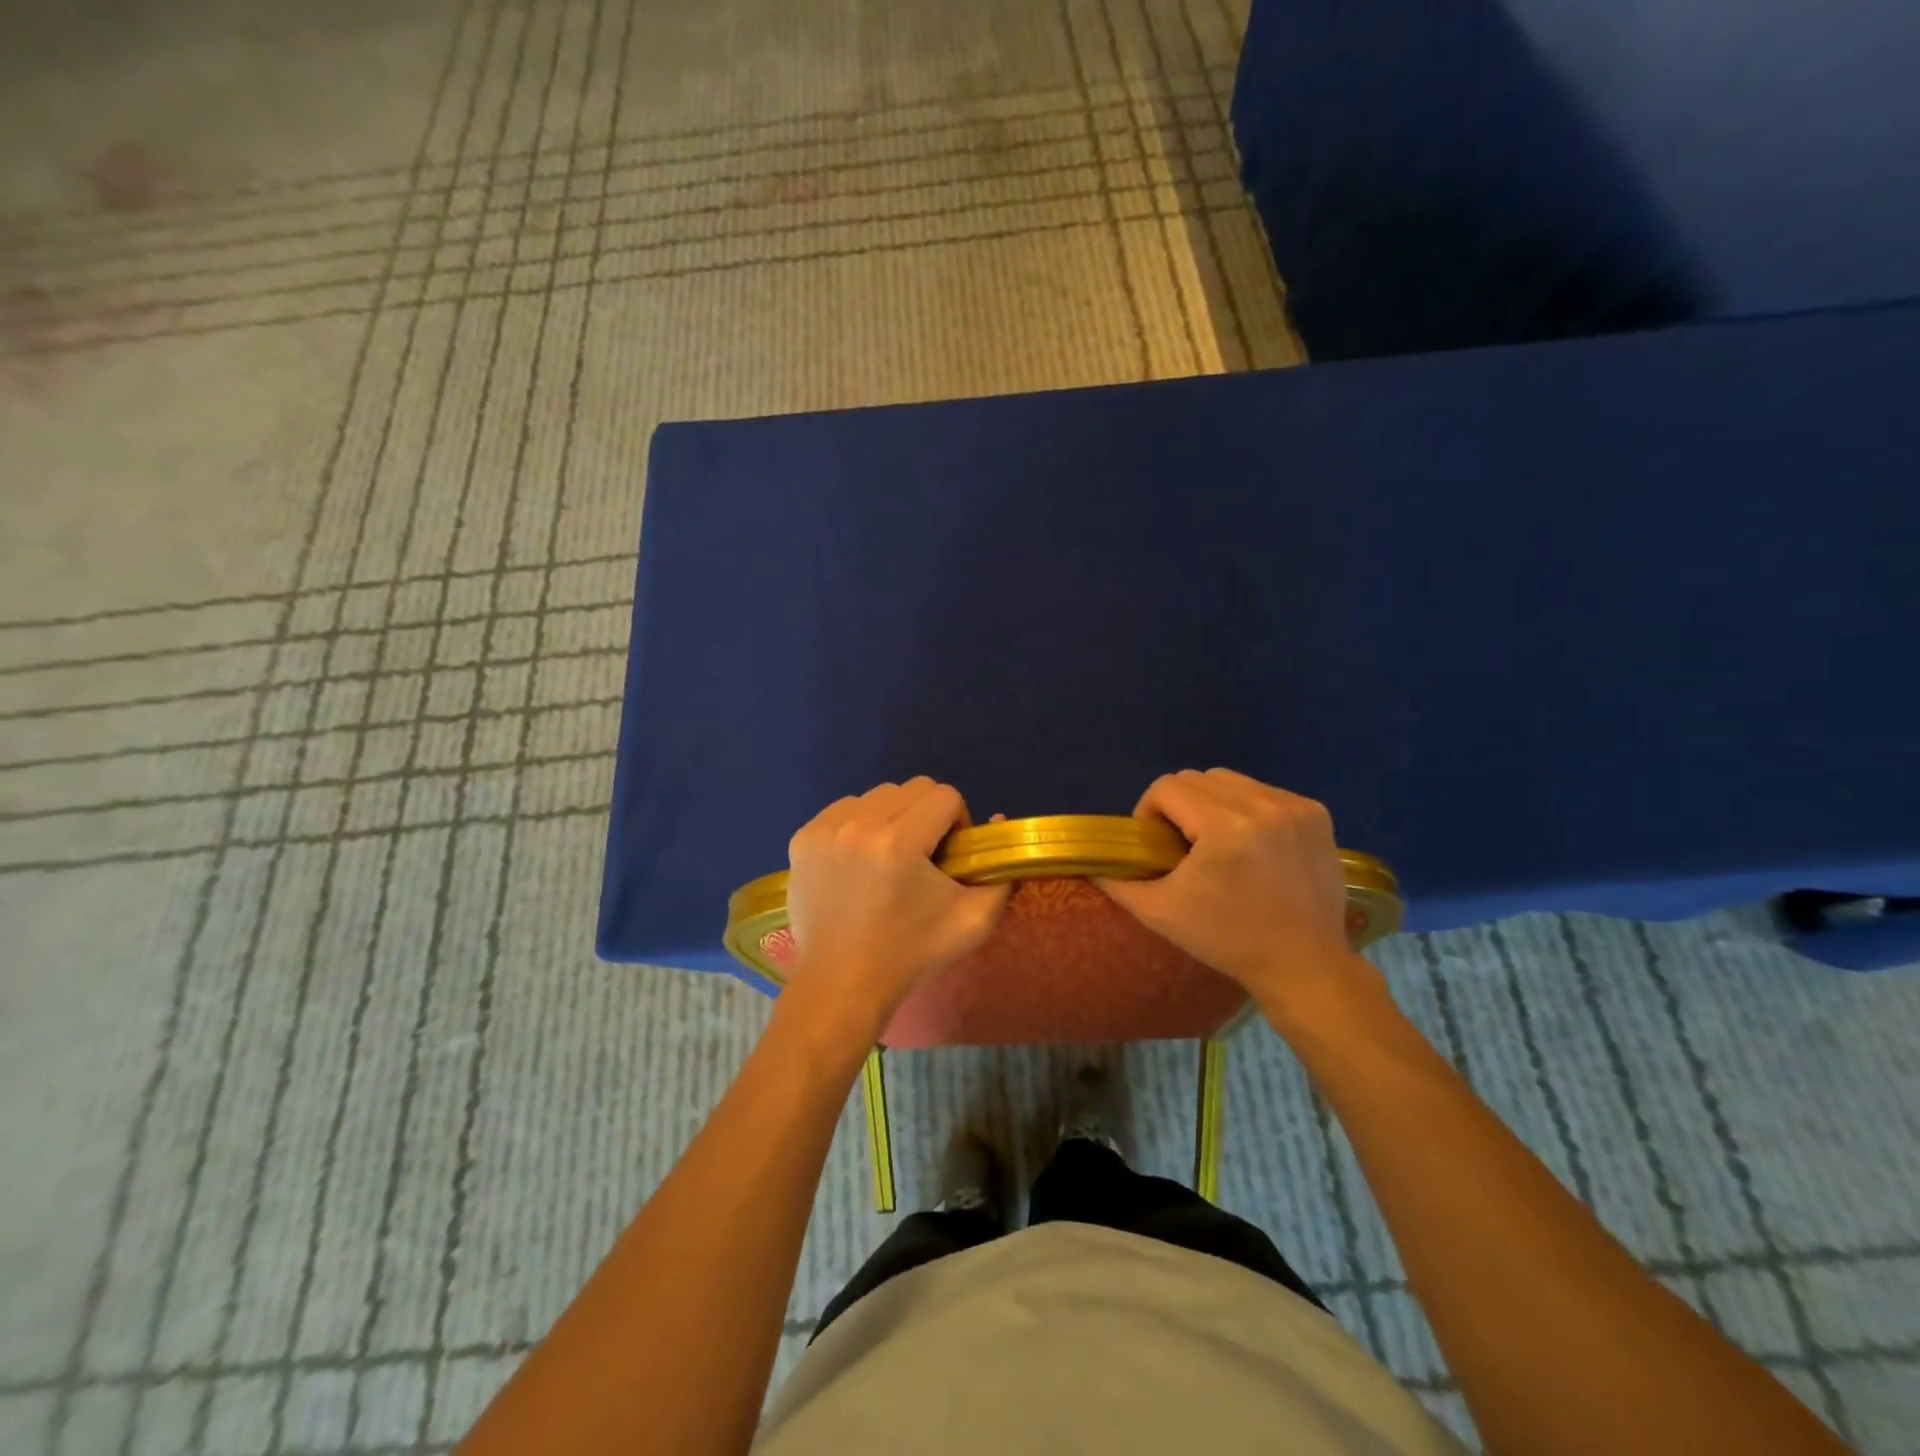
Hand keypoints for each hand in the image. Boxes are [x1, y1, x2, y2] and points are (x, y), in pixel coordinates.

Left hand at [784, 778, 1010, 1035]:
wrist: (842, 983)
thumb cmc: (911, 953)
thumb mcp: (974, 921)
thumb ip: (1000, 872)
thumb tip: (997, 821)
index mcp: (899, 842)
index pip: (945, 796)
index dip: (957, 821)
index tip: (949, 856)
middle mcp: (858, 824)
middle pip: (912, 789)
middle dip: (926, 815)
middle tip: (921, 856)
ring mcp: (824, 829)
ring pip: (877, 796)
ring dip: (892, 817)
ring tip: (887, 859)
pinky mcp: (802, 837)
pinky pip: (845, 809)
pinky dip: (860, 825)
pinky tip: (859, 862)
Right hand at [1096, 769, 1369, 1017]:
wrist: (1303, 964)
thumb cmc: (1227, 940)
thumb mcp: (1160, 913)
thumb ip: (1118, 882)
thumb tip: (1093, 863)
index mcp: (1223, 827)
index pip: (1166, 787)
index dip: (1149, 811)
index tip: (1157, 845)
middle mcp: (1262, 805)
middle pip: (1197, 778)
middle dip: (1180, 806)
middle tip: (1183, 845)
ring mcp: (1294, 807)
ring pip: (1231, 780)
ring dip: (1213, 803)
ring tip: (1218, 842)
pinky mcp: (1317, 813)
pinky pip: (1264, 792)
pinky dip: (1248, 809)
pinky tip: (1252, 844)